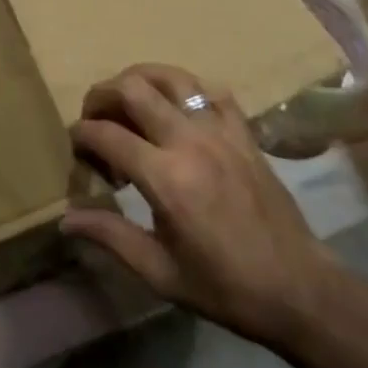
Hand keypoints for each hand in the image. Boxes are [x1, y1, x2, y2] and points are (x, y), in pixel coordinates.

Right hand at [62, 63, 339, 349]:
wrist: (301, 290)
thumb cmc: (225, 287)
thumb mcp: (160, 273)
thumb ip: (110, 236)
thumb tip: (66, 220)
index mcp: (165, 178)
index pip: (105, 134)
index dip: (80, 136)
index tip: (76, 149)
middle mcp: (189, 142)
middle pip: (131, 88)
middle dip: (101, 96)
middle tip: (95, 119)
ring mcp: (220, 131)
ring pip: (170, 76)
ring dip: (139, 80)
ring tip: (129, 102)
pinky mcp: (243, 132)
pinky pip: (209, 90)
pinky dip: (185, 89)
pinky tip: (177, 109)